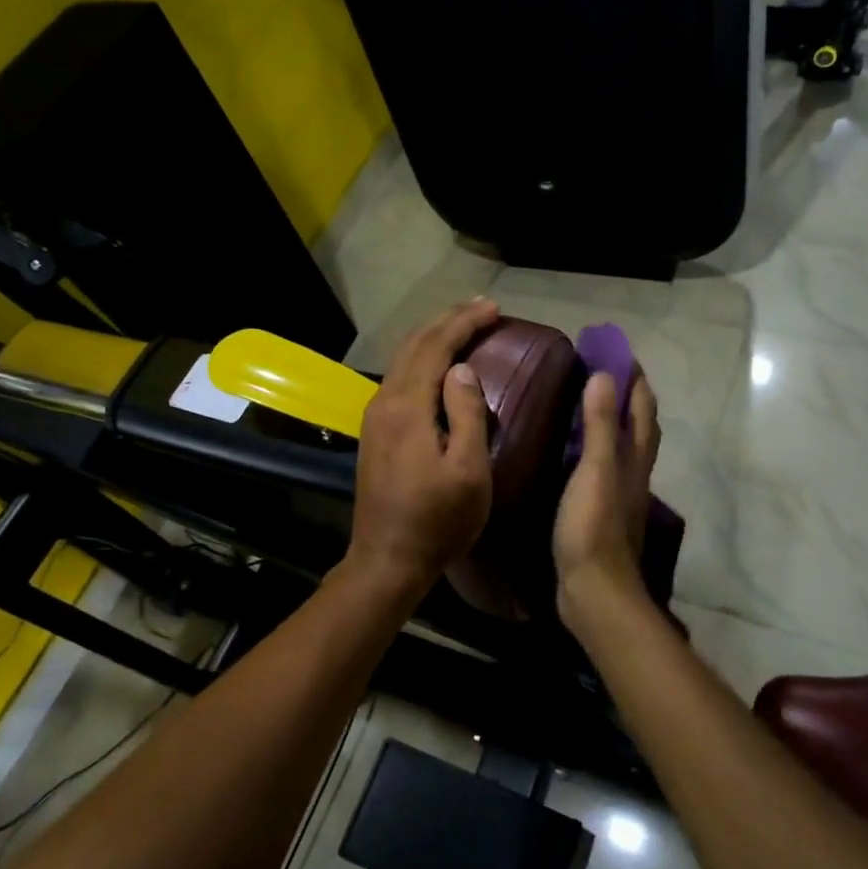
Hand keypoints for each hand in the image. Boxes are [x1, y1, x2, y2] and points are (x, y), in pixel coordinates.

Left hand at [345, 298, 499, 594]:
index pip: (435, 347)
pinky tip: (438, 366)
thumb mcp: (468, 470)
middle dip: (447, 321)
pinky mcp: (375, 433)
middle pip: (414, 346)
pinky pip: (399, 379)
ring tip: (463, 327)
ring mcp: (375, 418)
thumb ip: (467, 414)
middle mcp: (384, 402)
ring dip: (433, 338)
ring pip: (402, 361)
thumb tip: (462, 370)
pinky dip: (422, 360)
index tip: (493, 309)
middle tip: (482, 308)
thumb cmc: (438, 520)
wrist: (388, 560)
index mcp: (407, 408)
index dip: (464, 323)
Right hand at [554, 368, 659, 628]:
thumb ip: (601, 426)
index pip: (642, 409)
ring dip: (612, 422)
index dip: (635, 379)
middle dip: (627, 396)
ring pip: (622, 448)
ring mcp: (618, 495)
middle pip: (638, 427)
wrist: (594, 590)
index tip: (619, 350)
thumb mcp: (596, 470)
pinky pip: (601, 469)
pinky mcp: (600, 512)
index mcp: (635, 459)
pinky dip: (594, 450)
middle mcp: (633, 473)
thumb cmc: (594, 527)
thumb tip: (606, 376)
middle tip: (602, 371)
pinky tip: (573, 453)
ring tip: (587, 404)